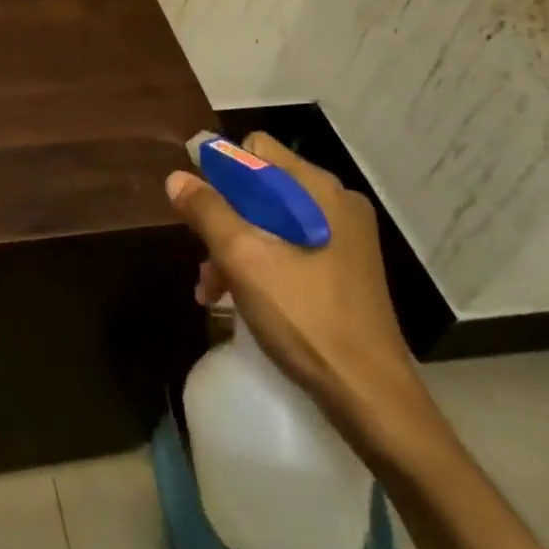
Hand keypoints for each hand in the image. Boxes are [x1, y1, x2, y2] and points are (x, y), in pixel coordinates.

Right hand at [165, 132, 430, 453]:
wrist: (371, 398)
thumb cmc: (305, 319)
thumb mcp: (244, 260)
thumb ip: (208, 212)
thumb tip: (177, 177)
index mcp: (318, 190)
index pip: (256, 150)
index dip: (220, 170)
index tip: (196, 205)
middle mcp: (335, 203)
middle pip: (262, 187)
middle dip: (224, 218)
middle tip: (203, 256)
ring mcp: (345, 238)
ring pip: (273, 220)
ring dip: (237, 246)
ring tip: (211, 287)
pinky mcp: (345, 269)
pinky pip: (291, 247)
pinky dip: (261, 263)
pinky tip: (238, 297)